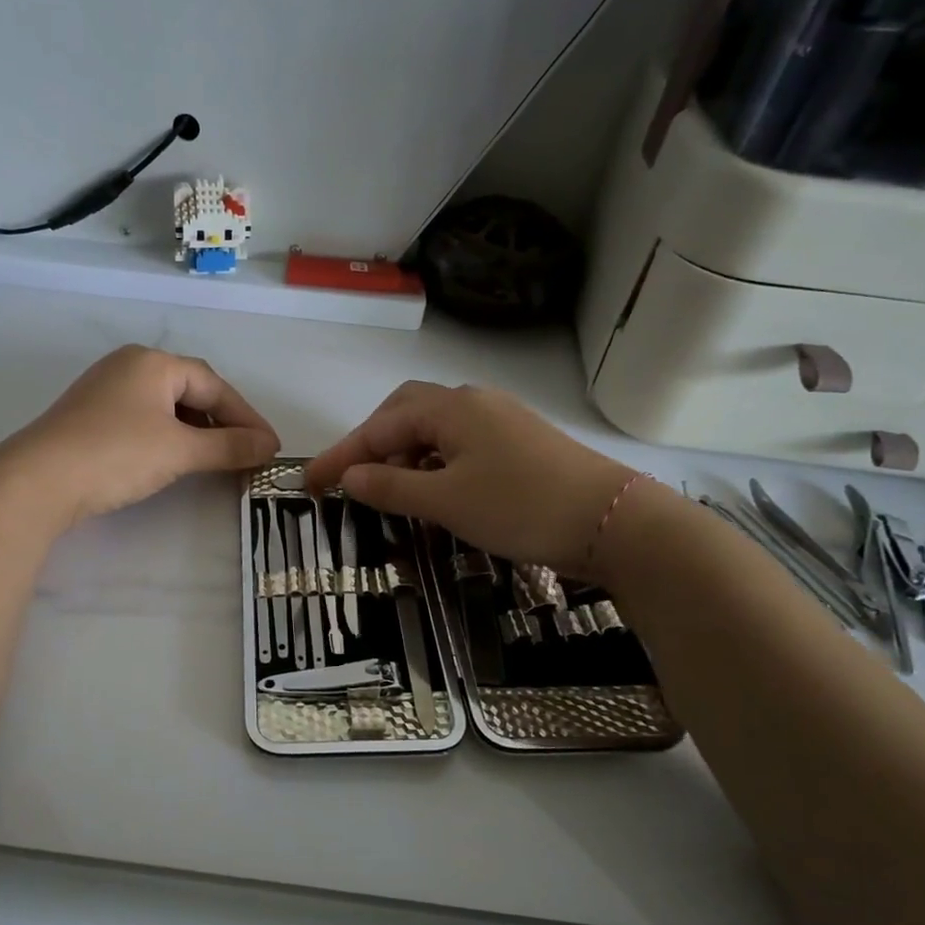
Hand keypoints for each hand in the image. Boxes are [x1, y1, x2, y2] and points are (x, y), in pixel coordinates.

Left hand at [0, 345, 279, 526]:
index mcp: (153, 362)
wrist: (37, 481)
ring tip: (216, 458)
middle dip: (222, 422)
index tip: (270, 446)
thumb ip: (228, 446)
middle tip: (247, 451)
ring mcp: (105, 389)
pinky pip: (144, 418)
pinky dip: (169, 436)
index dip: (246, 417)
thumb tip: (269, 446)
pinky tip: (175, 458)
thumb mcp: (180, 451)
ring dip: (196, 431)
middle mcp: (129, 365)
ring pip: (166, 406)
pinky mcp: (90, 415)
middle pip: (191, 390)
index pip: (214, 385)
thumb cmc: (116, 455)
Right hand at [305, 382, 639, 572]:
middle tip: (355, 481)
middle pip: (406, 413)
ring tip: (393, 492)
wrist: (614, 522)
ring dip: (405, 454)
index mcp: (451, 408)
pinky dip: (435, 463)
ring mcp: (501, 420)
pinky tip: (437, 490)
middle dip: (373, 444)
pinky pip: (461, 443)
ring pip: (435, 429)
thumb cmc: (521, 507)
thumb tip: (350, 477)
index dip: (341, 455)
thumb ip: (392, 486)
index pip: (379, 425)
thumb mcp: (447, 502)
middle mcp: (474, 402)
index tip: (310, 484)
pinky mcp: (520, 442)